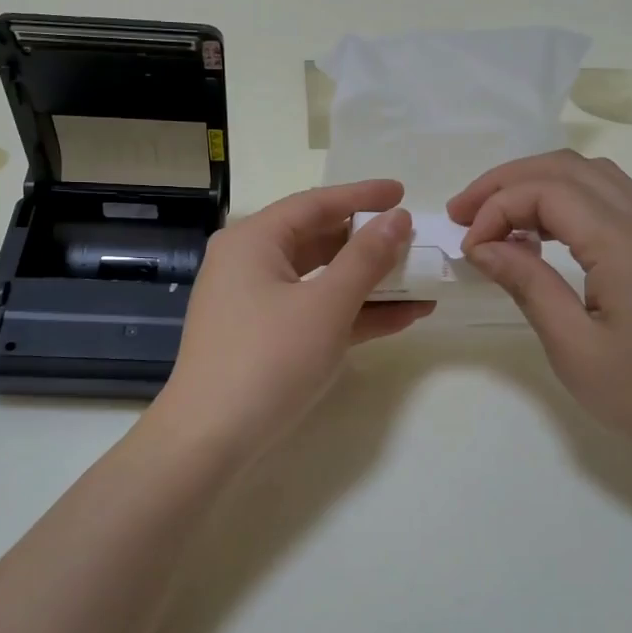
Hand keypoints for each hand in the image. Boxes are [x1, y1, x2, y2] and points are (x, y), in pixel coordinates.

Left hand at [153, 180, 431, 461]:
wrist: (210, 440)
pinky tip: (402, 317)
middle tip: (414, 241)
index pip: (315, 203)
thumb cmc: (268, 360)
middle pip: (318, 239)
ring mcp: (256, 303)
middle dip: (369, 243)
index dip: (362, 196)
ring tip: (420, 281)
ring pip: (320, 279)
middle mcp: (250, 263)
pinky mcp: (265, 338)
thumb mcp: (326, 306)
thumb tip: (398, 219)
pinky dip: (353, 313)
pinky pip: (315, 312)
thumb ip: (366, 259)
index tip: (404, 192)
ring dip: (369, 283)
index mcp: (254, 241)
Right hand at [447, 151, 631, 478]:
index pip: (547, 192)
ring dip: (537, 185)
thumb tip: (482, 245)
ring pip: (591, 176)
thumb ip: (526, 284)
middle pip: (568, 168)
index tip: (468, 247)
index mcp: (627, 243)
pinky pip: (611, 200)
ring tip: (494, 216)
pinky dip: (566, 201)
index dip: (497, 208)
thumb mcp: (573, 346)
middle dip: (507, 182)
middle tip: (462, 212)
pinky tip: (540, 233)